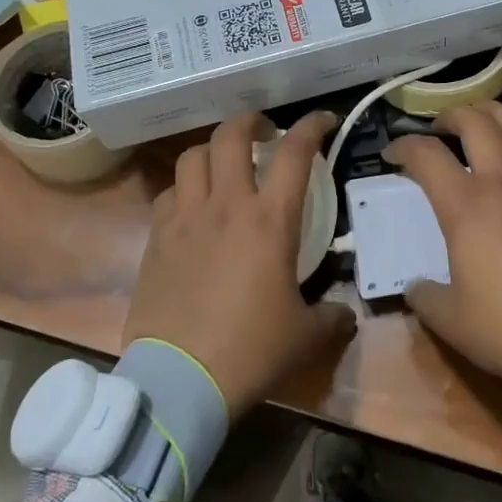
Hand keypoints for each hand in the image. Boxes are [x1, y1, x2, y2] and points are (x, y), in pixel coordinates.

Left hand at [125, 111, 355, 417]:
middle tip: (263, 130)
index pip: (296, 152)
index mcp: (270, 220)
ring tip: (224, 164)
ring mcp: (185, 219)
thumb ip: (332, 316)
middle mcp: (226, 205)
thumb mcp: (305, 336)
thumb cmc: (251, 351)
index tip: (324, 120)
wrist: (180, 381)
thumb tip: (345, 313)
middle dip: (250, 120)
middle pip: (231, 135)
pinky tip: (193, 207)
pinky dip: (184, 188)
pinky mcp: (156, 239)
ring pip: (192, 157)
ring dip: (212, 150)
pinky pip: (168, 194)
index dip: (312, 126)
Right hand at [386, 102, 501, 386]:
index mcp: (465, 206)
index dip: (404, 146)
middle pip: (475, 125)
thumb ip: (425, 298)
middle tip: (442, 124)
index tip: (393, 152)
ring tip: (486, 113)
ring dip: (498, 113)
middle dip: (452, 116)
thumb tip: (414, 287)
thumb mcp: (453, 323)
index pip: (426, 156)